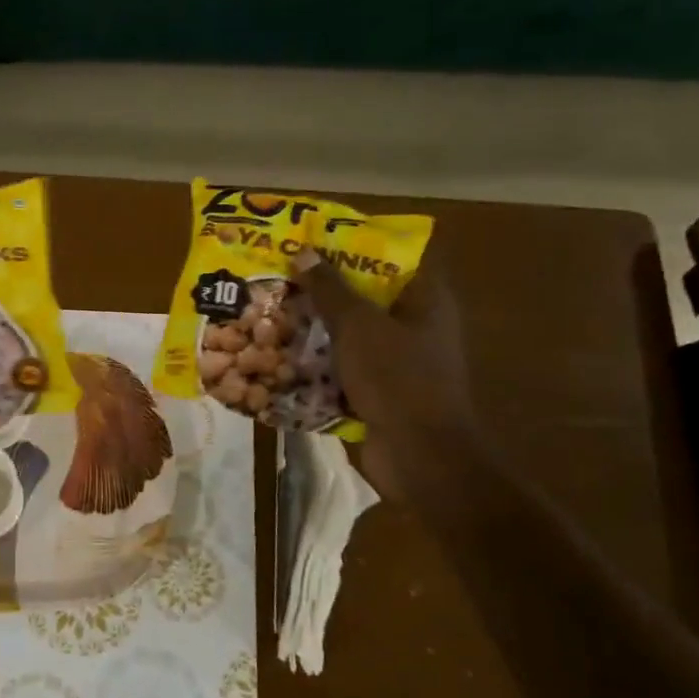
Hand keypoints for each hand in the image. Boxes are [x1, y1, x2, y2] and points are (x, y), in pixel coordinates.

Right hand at [293, 249, 474, 499]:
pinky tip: (281, 357)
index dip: (354, 248)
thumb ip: (331, 289)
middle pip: (365, 299)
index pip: (392, 259)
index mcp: (425, 302)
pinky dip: (317, 366)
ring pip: (350, 337)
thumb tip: (305, 252)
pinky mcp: (379, 393)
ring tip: (273, 313)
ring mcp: (397, 364)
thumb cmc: (396, 378)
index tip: (314, 242)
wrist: (419, 455)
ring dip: (316, 330)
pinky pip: (343, 370)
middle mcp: (415, 328)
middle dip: (324, 291)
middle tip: (282, 276)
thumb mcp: (358, 326)